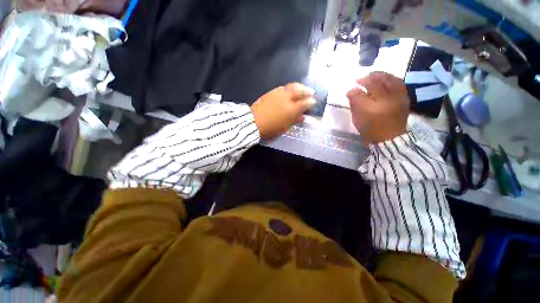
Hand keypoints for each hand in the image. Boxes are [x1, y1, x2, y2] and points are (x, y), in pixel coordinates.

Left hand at [251, 83, 315, 138]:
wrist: (253, 121)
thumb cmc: (270, 128)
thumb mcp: (284, 127)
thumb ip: (294, 120)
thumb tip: (301, 117)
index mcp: (291, 109)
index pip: (305, 103)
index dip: (311, 102)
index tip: (313, 102)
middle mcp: (287, 98)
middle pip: (300, 90)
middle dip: (307, 90)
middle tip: (311, 92)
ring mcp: (278, 93)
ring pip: (291, 86)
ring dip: (299, 87)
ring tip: (302, 89)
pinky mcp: (271, 92)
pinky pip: (283, 88)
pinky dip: (289, 88)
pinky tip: (289, 91)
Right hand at [347, 72, 409, 142]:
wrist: (391, 138)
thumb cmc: (371, 131)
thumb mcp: (357, 121)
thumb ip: (354, 105)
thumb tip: (351, 92)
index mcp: (371, 109)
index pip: (360, 94)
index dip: (354, 90)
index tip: (350, 89)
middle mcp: (385, 101)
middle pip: (375, 83)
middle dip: (365, 79)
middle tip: (359, 79)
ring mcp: (397, 98)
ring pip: (389, 79)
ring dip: (379, 75)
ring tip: (372, 75)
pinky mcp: (404, 97)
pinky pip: (398, 82)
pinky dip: (390, 78)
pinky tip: (384, 79)